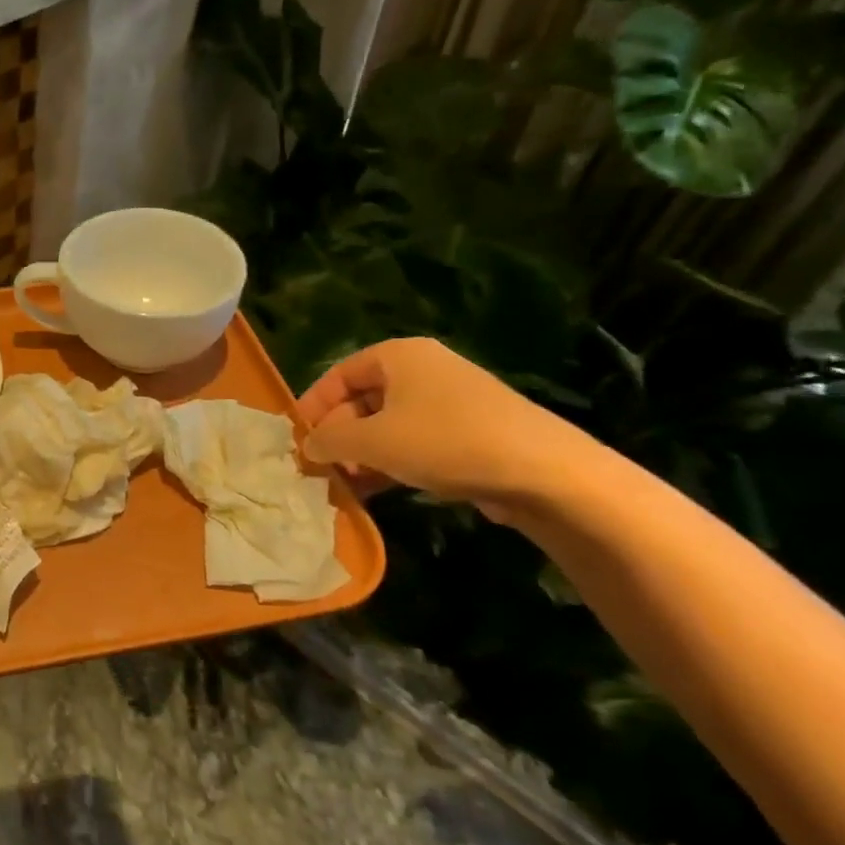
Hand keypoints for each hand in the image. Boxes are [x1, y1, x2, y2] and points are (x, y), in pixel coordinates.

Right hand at [295, 338, 593, 518]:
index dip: (313, 407)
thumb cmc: (445, 442)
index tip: (297, 440)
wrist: (547, 473)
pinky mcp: (474, 431)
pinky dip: (395, 462)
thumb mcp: (372, 441)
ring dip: (364, 454)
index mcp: (398, 355)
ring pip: (390, 424)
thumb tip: (307, 445)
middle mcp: (424, 369)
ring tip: (348, 486)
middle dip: (340, 435)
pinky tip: (382, 489)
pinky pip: (418, 441)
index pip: (338, 374)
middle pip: (363, 399)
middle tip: (323, 468)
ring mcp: (452, 400)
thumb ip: (329, 440)